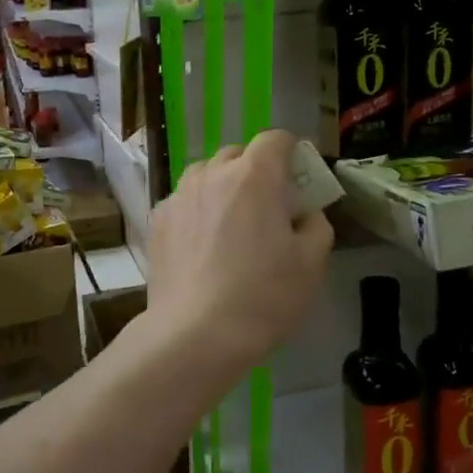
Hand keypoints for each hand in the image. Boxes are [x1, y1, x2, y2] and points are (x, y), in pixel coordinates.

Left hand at [145, 129, 333, 387]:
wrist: (195, 333)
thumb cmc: (263, 296)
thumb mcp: (312, 263)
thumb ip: (315, 224)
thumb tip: (303, 213)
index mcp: (255, 175)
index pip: (275, 139)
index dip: (291, 152)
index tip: (298, 178)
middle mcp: (212, 174)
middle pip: (237, 155)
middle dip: (255, 171)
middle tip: (267, 207)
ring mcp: (179, 196)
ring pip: (205, 175)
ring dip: (221, 187)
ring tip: (230, 224)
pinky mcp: (157, 221)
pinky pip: (183, 202)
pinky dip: (196, 211)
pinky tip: (201, 246)